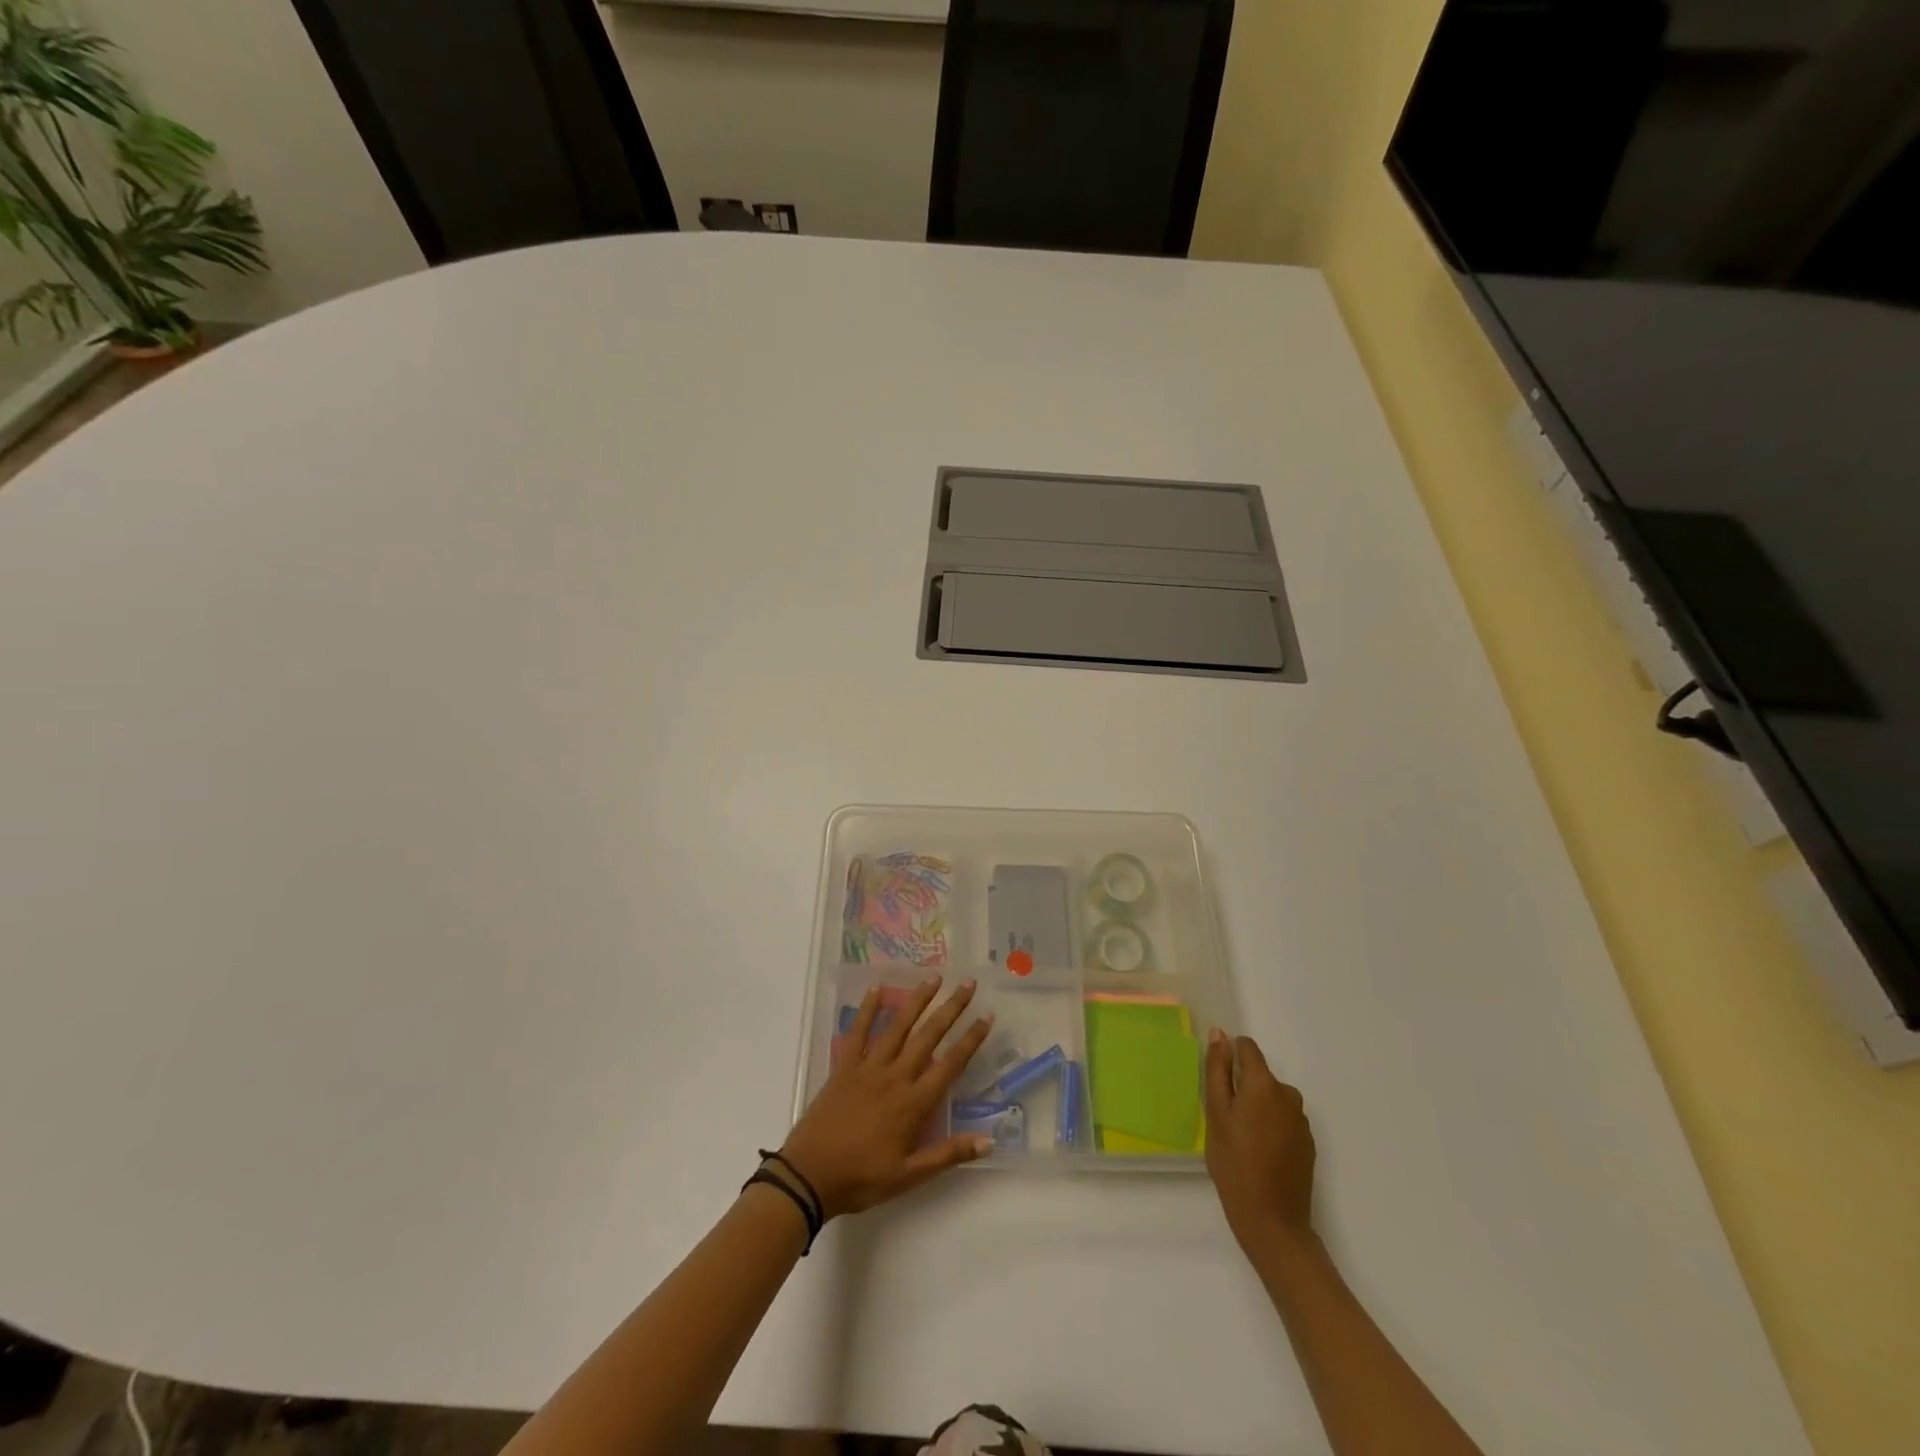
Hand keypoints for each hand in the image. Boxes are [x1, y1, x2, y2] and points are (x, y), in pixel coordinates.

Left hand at [778, 977, 995, 1218]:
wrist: (809, 1176)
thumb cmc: (862, 1178)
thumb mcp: (909, 1176)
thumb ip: (949, 1154)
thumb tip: (989, 1140)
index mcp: (913, 1103)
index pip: (950, 1064)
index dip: (971, 1039)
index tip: (987, 1016)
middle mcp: (895, 1076)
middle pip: (928, 1036)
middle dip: (951, 1008)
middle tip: (968, 984)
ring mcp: (868, 1067)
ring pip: (898, 1026)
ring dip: (917, 1000)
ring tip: (933, 978)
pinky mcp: (844, 1066)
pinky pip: (858, 1032)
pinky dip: (867, 1009)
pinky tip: (877, 988)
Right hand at [1205, 1029, 1315, 1254]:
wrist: (1272, 1221)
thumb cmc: (1234, 1164)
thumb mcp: (1216, 1114)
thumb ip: (1217, 1070)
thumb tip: (1220, 1034)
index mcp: (1263, 1084)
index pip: (1247, 1048)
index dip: (1229, 1057)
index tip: (1218, 1082)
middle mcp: (1288, 1094)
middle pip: (1259, 1075)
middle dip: (1242, 1087)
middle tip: (1225, 1120)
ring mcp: (1301, 1120)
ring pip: (1271, 1098)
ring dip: (1257, 1107)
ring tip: (1242, 1140)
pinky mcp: (1308, 1143)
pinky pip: (1284, 1119)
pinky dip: (1271, 1126)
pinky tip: (1261, 1153)